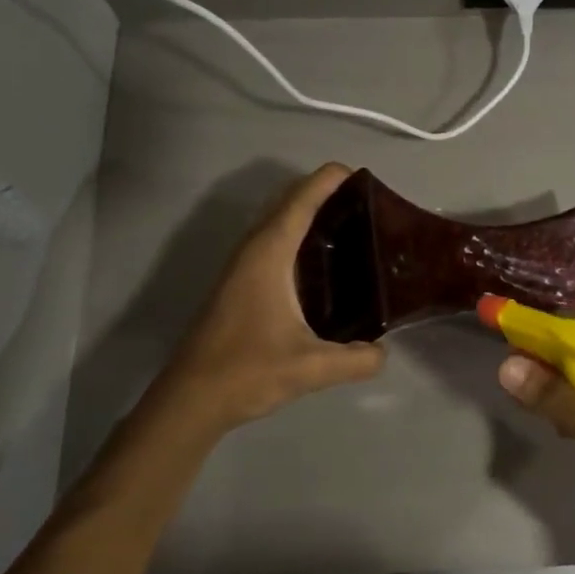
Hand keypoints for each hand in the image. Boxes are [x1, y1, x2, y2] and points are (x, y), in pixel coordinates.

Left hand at [157, 164, 384, 428]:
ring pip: (276, 221)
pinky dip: (296, 234)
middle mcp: (253, 250)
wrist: (191, 398)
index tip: (361, 174)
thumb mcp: (312, 367)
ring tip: (349, 225)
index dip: (329, 180)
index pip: (301, 200)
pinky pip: (271, 241)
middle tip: (365, 204)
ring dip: (307, 212)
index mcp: (269, 254)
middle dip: (322, 192)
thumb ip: (356, 359)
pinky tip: (320, 263)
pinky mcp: (238, 284)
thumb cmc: (247, 371)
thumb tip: (383, 352)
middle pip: (287, 202)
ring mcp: (242, 266)